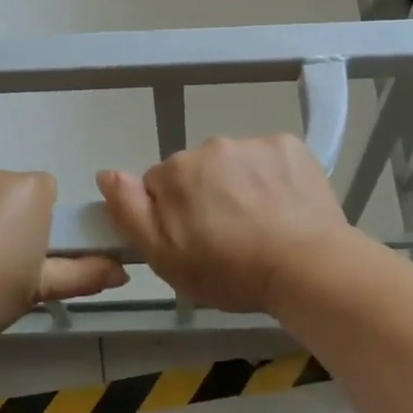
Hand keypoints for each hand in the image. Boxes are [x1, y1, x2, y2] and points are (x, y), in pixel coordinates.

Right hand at [97, 135, 356, 313]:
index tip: (194, 240)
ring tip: (261, 225)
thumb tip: (106, 173)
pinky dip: (273, 177)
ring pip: (235, 163)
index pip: (160, 185)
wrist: (306, 266)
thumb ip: (130, 211)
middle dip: (206, 195)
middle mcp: (211, 146)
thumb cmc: (230, 270)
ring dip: (240, 185)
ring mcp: (253, 142)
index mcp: (176, 171)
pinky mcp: (289, 145)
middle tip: (228, 236)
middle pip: (198, 170)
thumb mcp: (165, 257)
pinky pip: (270, 158)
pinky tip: (284, 207)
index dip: (173, 214)